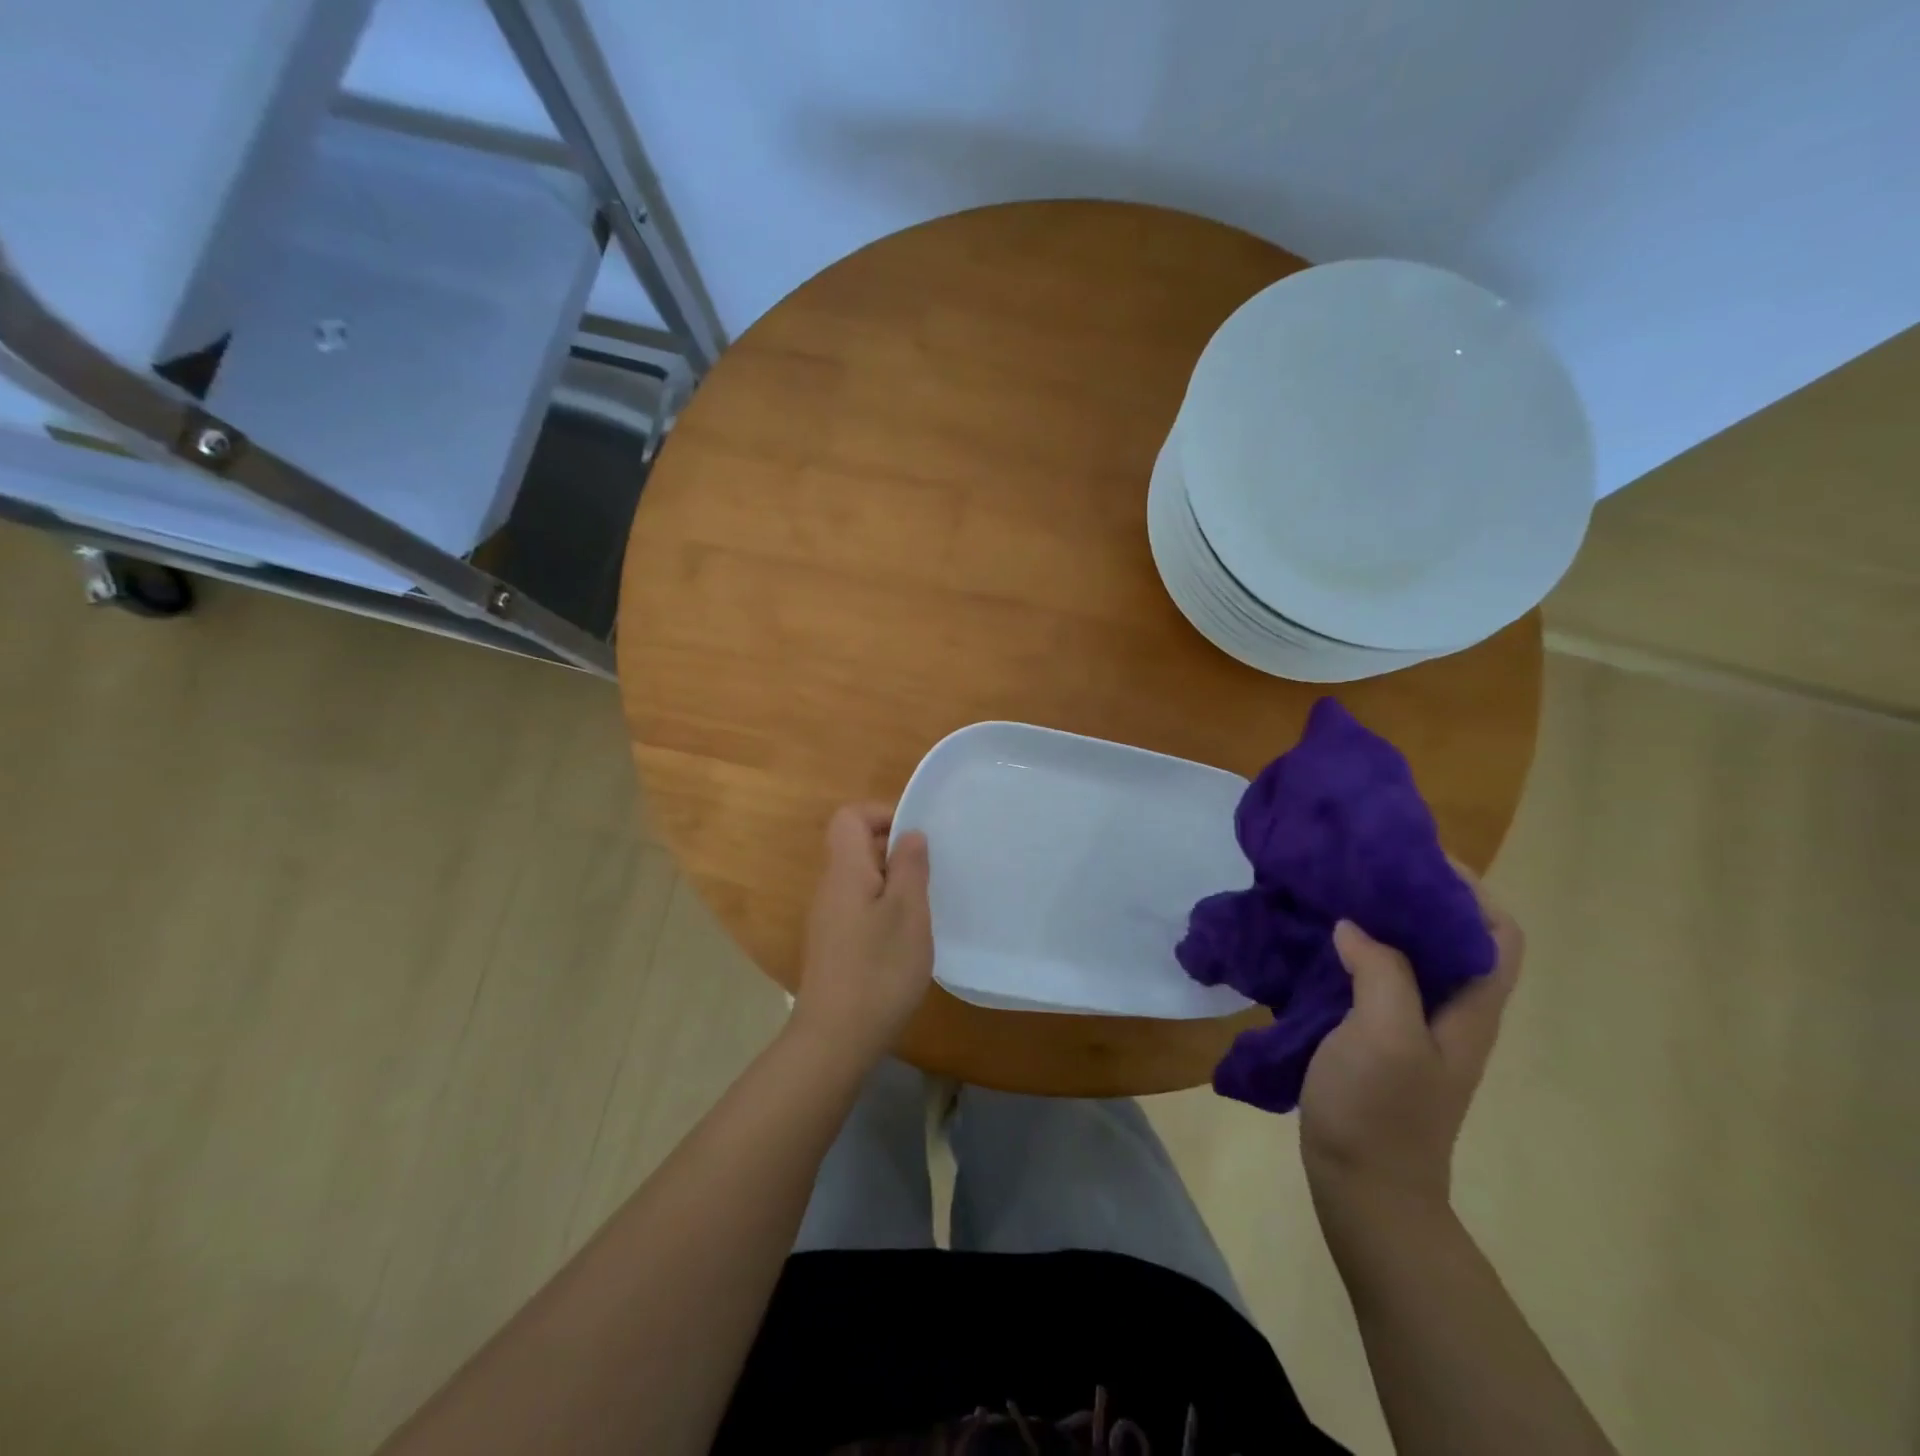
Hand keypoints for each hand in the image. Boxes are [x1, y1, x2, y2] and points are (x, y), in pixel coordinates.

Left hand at [791, 803, 933, 1065]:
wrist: (835, 1038)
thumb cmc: (878, 969)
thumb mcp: (908, 912)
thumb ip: (910, 866)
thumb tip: (909, 834)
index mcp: (845, 871)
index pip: (850, 817)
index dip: (882, 815)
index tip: (916, 839)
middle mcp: (830, 888)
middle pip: (855, 846)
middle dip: (894, 851)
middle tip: (928, 875)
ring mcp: (827, 919)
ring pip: (860, 879)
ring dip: (892, 883)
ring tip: (922, 908)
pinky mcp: (833, 946)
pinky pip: (858, 908)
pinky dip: (882, 910)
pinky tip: (904, 940)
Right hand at [1298, 864, 1522, 1209]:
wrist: (1363, 1186)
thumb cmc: (1383, 1112)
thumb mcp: (1386, 1037)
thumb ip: (1380, 972)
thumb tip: (1354, 925)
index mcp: (1469, 1007)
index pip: (1495, 932)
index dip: (1468, 889)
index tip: (1412, 857)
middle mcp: (1449, 1009)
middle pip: (1448, 935)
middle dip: (1412, 894)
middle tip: (1360, 866)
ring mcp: (1411, 1024)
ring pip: (1406, 954)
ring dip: (1376, 920)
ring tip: (1332, 892)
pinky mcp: (1374, 1035)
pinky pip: (1369, 976)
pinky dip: (1348, 950)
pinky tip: (1311, 940)